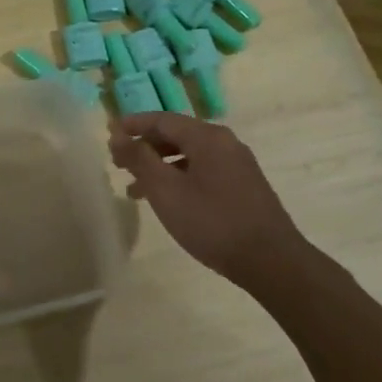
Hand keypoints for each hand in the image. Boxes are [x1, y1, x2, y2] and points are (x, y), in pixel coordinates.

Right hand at [109, 113, 305, 286]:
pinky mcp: (244, 185)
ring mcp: (238, 164)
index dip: (133, 124)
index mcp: (207, 137)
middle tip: (119, 163)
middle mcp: (225, 142)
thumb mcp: (166, 191)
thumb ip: (139, 160)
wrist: (271, 261)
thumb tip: (116, 136)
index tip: (109, 133)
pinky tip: (169, 201)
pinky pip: (204, 170)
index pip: (163, 119)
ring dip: (160, 166)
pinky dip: (180, 177)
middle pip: (177, 135)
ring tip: (135, 190)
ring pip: (190, 155)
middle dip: (145, 147)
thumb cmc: (212, 222)